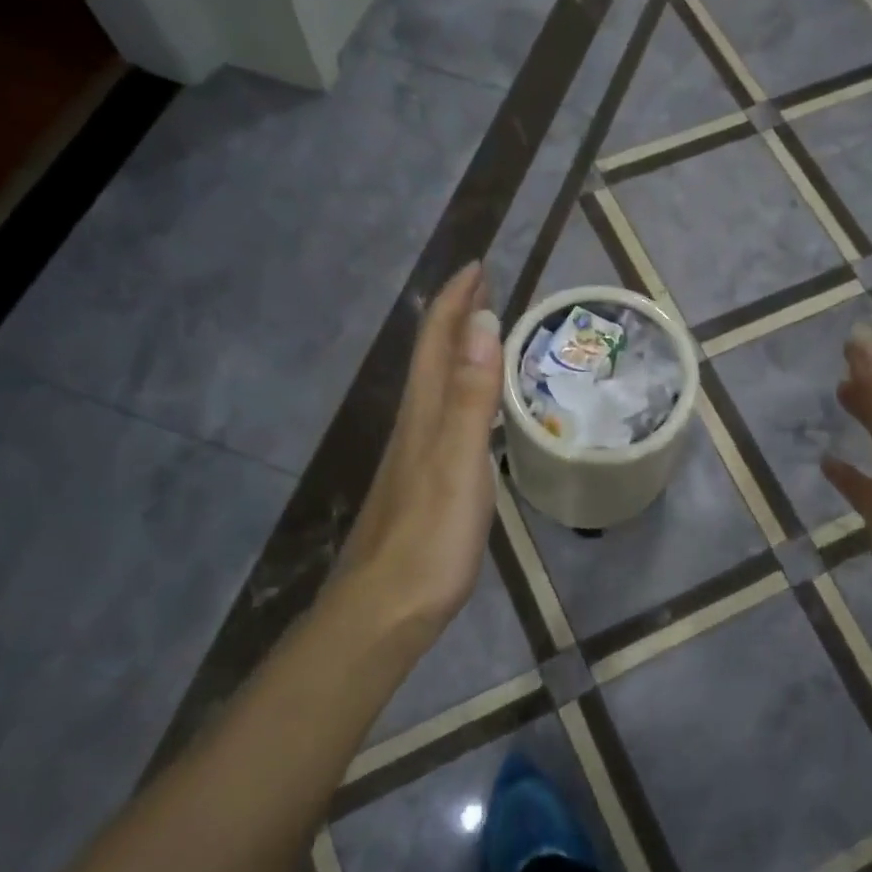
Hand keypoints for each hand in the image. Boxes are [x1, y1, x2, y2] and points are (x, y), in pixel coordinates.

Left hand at [331, 263, 501, 639]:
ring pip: (436, 386)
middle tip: (483, 287)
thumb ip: (472, 396)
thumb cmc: (430, 535)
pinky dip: (462, 393)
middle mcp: (416, 425)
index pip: (438, 341)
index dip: (456, 301)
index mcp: (425, 413)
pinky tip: (473, 410)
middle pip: (432, 357)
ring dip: (458, 352)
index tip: (478, 265)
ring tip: (484, 335)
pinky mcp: (425, 483)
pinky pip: (445, 417)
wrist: (387, 606)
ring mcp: (417, 455)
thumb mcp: (459, 462)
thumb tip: (483, 323)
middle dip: (455, 316)